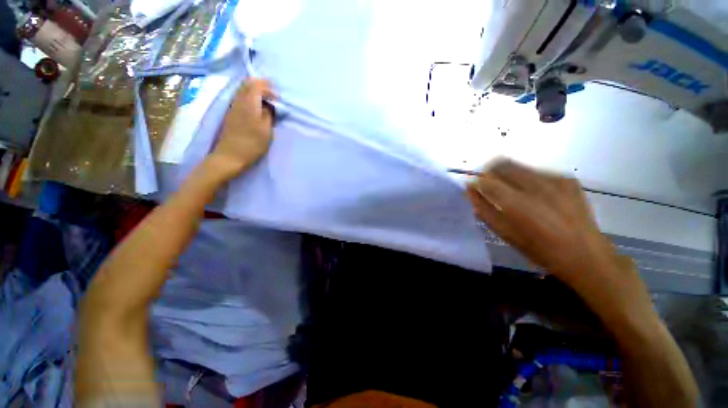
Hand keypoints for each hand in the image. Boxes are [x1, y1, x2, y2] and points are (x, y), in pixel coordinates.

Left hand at [208, 78, 275, 177]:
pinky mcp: (231, 114)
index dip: (268, 87)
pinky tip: (257, 107)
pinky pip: (240, 98)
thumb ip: (269, 115)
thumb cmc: (252, 144)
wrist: (231, 155)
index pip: (256, 85)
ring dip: (255, 91)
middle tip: (272, 93)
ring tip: (266, 100)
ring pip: (243, 90)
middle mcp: (238, 101)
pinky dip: (250, 97)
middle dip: (261, 85)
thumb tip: (269, 106)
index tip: (278, 97)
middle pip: (247, 84)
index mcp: (248, 104)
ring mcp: (233, 107)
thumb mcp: (266, 130)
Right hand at [465, 160, 624, 289]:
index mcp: (517, 203)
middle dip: (490, 173)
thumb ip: (483, 209)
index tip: (475, 188)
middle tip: (491, 187)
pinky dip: (527, 179)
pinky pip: (537, 171)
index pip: (486, 180)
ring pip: (518, 165)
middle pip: (501, 164)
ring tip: (514, 192)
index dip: (477, 182)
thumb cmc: (539, 250)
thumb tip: (469, 189)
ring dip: (508, 175)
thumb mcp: (505, 233)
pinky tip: (536, 195)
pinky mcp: (567, 179)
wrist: (586, 255)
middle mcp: (535, 185)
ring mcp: (554, 180)